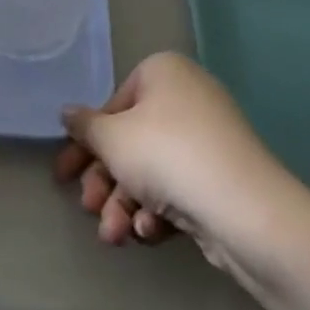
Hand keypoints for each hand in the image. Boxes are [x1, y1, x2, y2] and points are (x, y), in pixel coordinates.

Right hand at [56, 51, 288, 262]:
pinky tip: (150, 232)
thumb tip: (67, 113)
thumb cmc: (166, 155)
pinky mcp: (223, 178)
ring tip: (115, 236)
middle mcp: (187, 98)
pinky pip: (179, 188)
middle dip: (105, 182)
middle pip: (131, 141)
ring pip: (152, 171)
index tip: (65, 173)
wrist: (245, 209)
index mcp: (163, 73)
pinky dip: (159, 211)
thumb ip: (85, 127)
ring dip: (125, 204)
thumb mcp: (112, 139)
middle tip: (88, 208)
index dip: (86, 143)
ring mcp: (208, 139)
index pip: (112, 106)